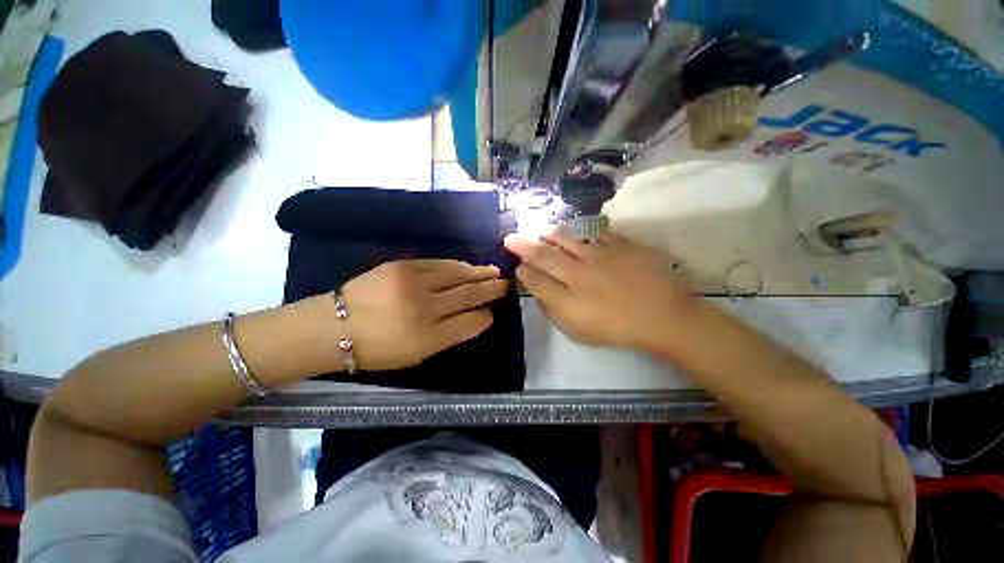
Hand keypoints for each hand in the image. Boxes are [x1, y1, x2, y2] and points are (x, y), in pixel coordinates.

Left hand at [340, 259, 508, 369]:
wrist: (333, 326)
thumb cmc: (377, 348)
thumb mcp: (417, 354)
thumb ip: (451, 336)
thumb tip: (479, 317)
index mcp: (427, 337)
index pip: (468, 323)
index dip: (484, 316)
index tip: (494, 311)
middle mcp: (424, 308)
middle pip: (467, 295)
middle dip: (490, 289)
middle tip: (506, 283)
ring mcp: (412, 283)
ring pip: (456, 275)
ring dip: (477, 273)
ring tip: (493, 271)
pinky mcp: (401, 266)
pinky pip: (438, 263)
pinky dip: (455, 265)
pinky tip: (466, 265)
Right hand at [504, 230, 696, 350]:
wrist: (664, 316)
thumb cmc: (618, 330)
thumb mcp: (579, 333)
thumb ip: (554, 312)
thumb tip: (540, 293)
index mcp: (567, 300)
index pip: (534, 280)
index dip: (523, 272)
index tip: (518, 267)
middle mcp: (578, 274)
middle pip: (542, 255)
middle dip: (522, 246)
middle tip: (511, 238)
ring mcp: (599, 255)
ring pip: (564, 238)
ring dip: (547, 234)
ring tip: (539, 232)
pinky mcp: (618, 244)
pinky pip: (593, 234)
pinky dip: (581, 235)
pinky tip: (577, 238)